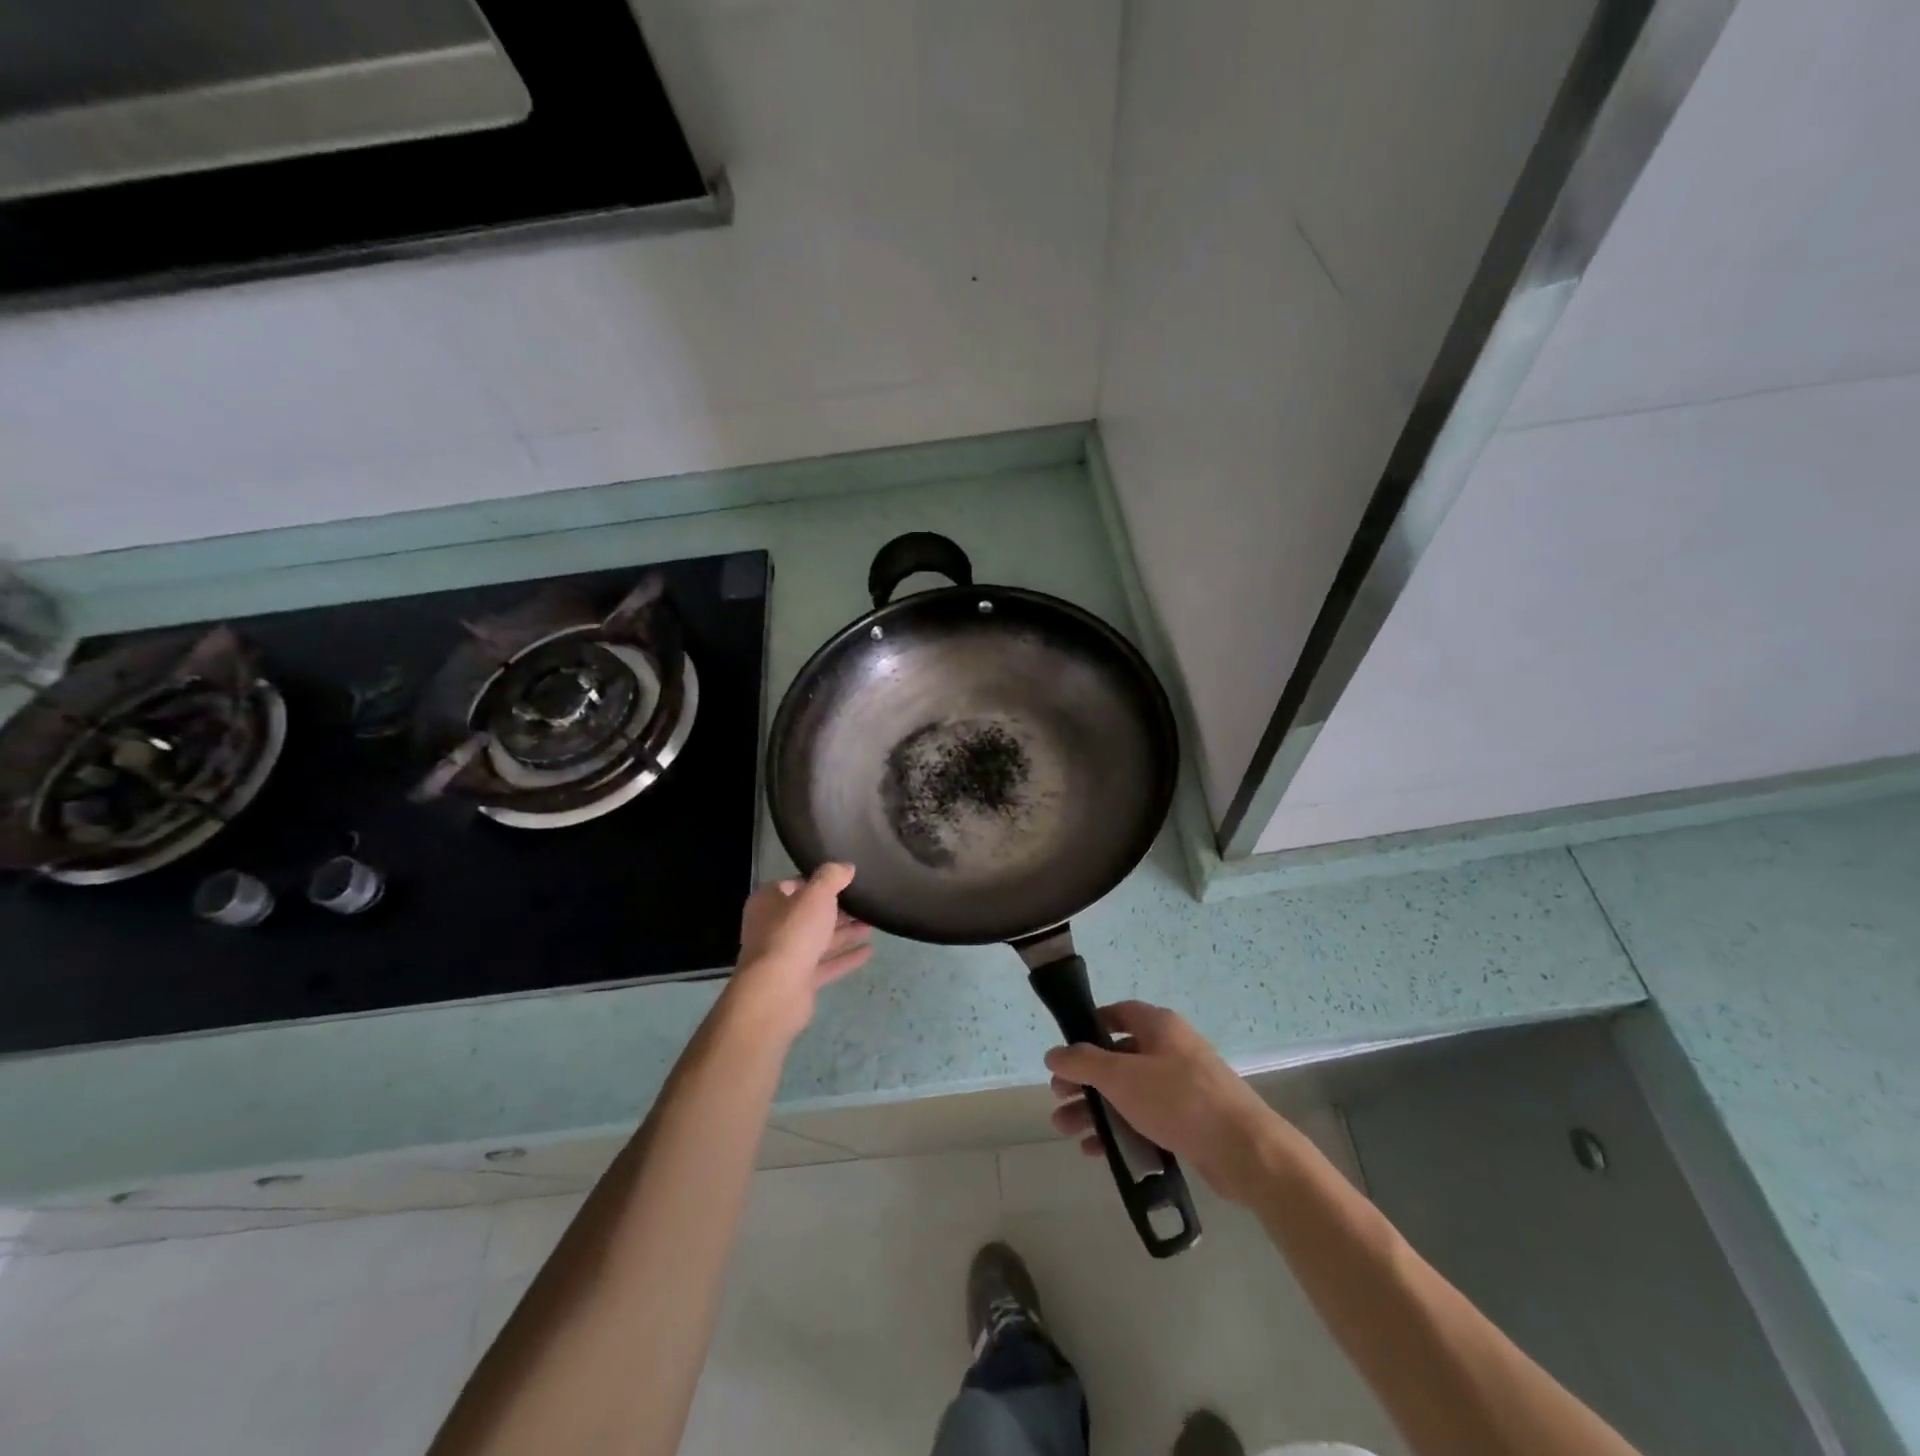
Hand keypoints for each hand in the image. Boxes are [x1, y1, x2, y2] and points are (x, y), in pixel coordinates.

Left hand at [724, 863, 872, 1041]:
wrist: (776, 991)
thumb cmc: (793, 933)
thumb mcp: (816, 894)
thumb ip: (832, 876)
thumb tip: (846, 867)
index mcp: (768, 902)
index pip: (795, 884)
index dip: (820, 881)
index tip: (847, 879)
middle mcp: (773, 927)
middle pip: (809, 913)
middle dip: (837, 909)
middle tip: (865, 901)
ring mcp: (785, 956)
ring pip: (819, 939)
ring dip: (845, 932)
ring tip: (873, 923)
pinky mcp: (799, 980)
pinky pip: (826, 964)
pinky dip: (846, 956)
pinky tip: (870, 951)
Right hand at [1045, 1001, 1280, 1204]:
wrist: (1246, 1151)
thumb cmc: (1179, 1100)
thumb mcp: (1122, 1077)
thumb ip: (1083, 1063)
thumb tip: (1054, 1053)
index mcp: (1159, 1026)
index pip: (1117, 1014)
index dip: (1089, 1027)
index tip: (1065, 1051)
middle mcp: (1171, 1049)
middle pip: (1117, 1058)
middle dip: (1084, 1080)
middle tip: (1058, 1099)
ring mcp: (1183, 1085)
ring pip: (1129, 1091)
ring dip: (1096, 1109)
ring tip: (1066, 1131)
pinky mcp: (1191, 1120)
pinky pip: (1147, 1117)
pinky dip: (1121, 1129)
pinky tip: (1098, 1152)